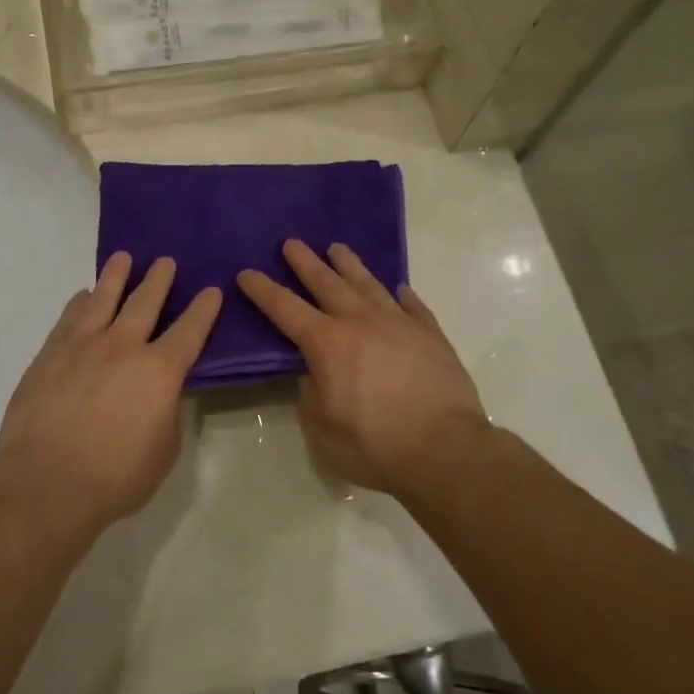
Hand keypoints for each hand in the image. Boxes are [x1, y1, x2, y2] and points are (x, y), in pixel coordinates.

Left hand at [0, 253, 220, 532]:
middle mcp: (123, 346)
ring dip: (116, 275)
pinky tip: (83, 295)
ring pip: (103, 297)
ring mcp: (82, 345)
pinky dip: (80, 302)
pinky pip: (69, 317)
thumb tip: (162, 392)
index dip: (204, 309)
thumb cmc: (115, 476)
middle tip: (165, 261)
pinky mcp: (50, 353)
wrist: (46, 482)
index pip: (190, 330)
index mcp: (159, 371)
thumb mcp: (163, 450)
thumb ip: (167, 411)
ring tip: (123, 258)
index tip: (212, 290)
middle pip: (145, 301)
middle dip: (159, 279)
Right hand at [238, 240, 490, 495]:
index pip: (284, 308)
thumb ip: (310, 394)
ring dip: (349, 265)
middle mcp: (360, 322)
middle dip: (305, 262)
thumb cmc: (375, 445)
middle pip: (326, 283)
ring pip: (368, 284)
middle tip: (292, 243)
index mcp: (327, 343)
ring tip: (337, 248)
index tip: (246, 272)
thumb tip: (313, 373)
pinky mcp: (430, 334)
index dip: (262, 290)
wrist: (446, 450)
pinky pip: (412, 305)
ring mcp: (399, 323)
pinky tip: (398, 288)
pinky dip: (401, 295)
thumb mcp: (322, 428)